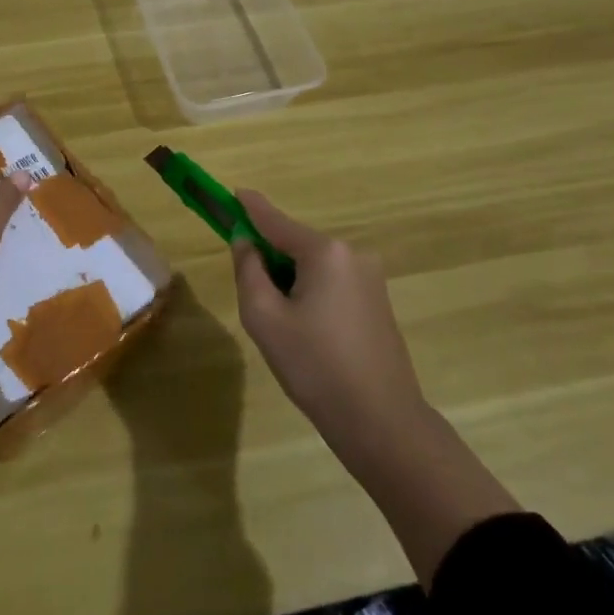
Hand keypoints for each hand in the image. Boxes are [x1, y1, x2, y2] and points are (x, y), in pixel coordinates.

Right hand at [233, 190, 429, 482]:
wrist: (382, 422)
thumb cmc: (315, 367)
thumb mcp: (265, 318)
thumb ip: (249, 270)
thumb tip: (246, 242)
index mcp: (325, 252)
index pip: (275, 221)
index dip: (249, 208)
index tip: (232, 192)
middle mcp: (352, 254)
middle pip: (295, 244)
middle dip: (269, 259)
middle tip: (253, 299)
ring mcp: (370, 277)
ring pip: (313, 266)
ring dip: (290, 281)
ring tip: (282, 328)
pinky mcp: (378, 301)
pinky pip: (331, 283)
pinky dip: (310, 293)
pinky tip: (307, 334)